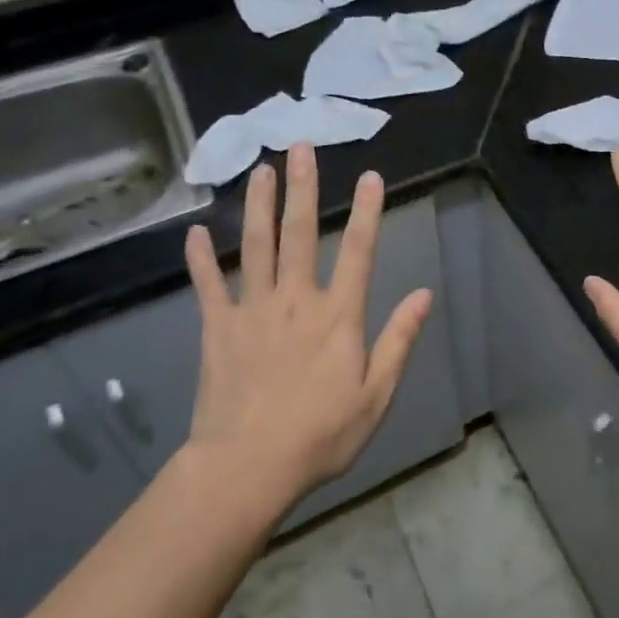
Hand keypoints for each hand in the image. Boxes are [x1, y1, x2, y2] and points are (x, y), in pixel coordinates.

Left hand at [181, 141, 433, 503]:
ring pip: (256, 247)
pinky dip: (201, 259)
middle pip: (300, 234)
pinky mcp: (218, 329)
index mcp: (337, 316)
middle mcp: (295, 300)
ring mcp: (253, 311)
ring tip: (260, 170)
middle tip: (301, 148)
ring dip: (259, 206)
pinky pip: (209, 286)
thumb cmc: (320, 435)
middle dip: (304, 188)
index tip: (371, 176)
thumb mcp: (376, 395)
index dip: (367, 212)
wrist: (246, 469)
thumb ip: (399, 340)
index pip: (359, 252)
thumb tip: (423, 295)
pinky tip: (195, 232)